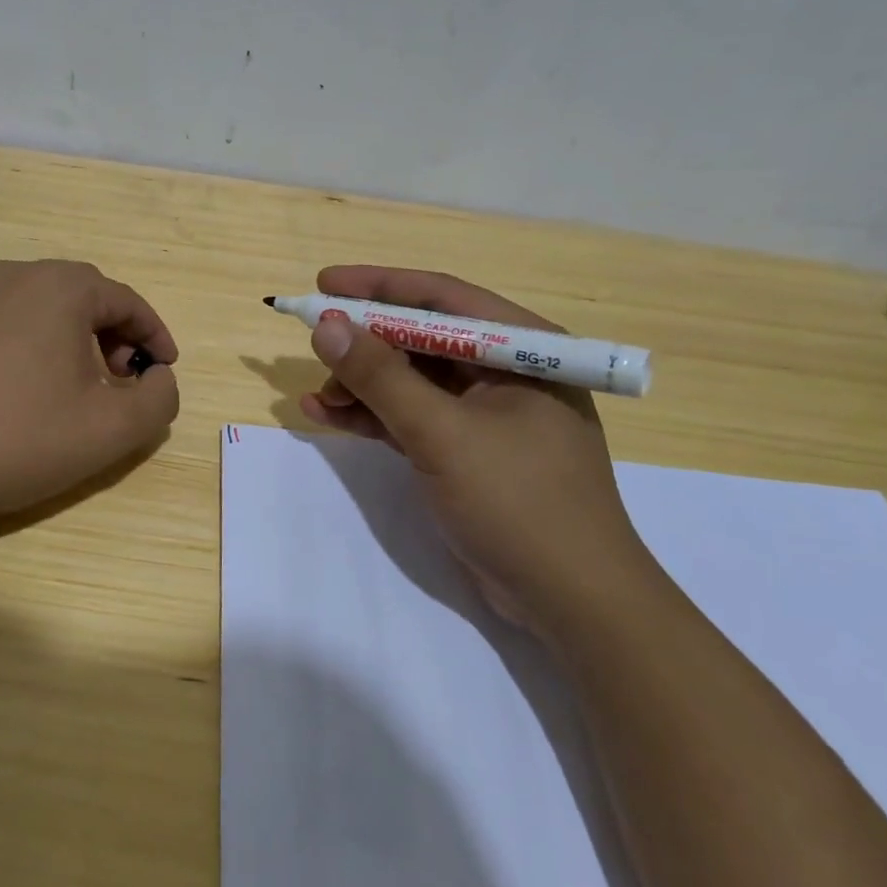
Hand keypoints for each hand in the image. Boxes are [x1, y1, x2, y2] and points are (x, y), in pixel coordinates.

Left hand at [0, 260, 179, 529]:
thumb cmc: (23, 438)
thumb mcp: (113, 428)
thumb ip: (159, 399)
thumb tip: (159, 379)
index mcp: (61, 286)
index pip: (127, 302)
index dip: (156, 338)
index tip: (166, 373)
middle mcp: (18, 276)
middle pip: (89, 299)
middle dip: (119, 339)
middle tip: (126, 383)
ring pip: (52, 310)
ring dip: (82, 343)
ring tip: (86, 392)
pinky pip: (18, 322)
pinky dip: (45, 347)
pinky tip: (39, 392)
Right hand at [298, 264, 661, 639]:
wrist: (570, 602)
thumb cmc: (519, 502)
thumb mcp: (442, 434)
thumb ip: (381, 377)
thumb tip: (327, 325)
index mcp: (521, 350)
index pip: (442, 299)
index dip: (380, 287)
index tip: (325, 284)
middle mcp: (505, 372)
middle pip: (421, 340)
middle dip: (365, 345)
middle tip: (316, 351)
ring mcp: (485, 415)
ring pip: (411, 381)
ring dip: (362, 385)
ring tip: (317, 396)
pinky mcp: (467, 452)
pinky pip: (411, 419)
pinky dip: (372, 417)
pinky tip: (328, 416)